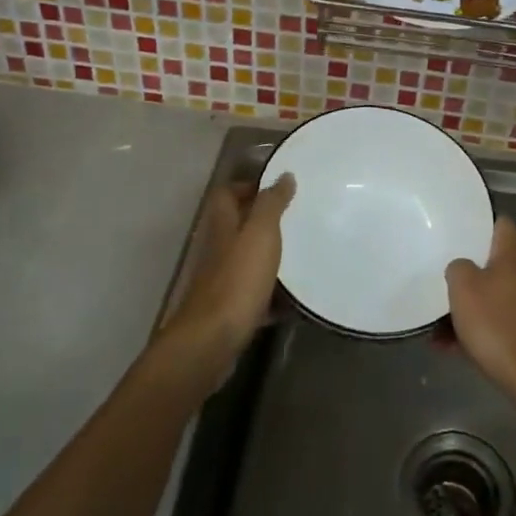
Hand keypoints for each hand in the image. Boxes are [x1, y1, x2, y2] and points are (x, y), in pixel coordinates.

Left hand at [157, 173, 293, 379]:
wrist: (213, 339)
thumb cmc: (238, 279)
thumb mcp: (260, 233)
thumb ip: (271, 203)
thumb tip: (284, 176)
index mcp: (223, 226)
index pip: (227, 194)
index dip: (247, 186)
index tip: (278, 189)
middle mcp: (219, 249)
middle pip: (238, 227)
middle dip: (265, 222)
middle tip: (297, 220)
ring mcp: (223, 281)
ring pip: (247, 260)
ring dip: (270, 257)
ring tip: (302, 255)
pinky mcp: (231, 310)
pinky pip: (256, 295)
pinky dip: (274, 295)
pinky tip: (295, 299)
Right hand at [444, 217, 515, 407]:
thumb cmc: (498, 325)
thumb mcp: (463, 289)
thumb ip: (457, 268)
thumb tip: (462, 268)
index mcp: (515, 254)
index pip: (499, 223)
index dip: (478, 223)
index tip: (455, 233)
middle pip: (494, 263)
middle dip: (467, 275)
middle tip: (442, 284)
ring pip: (495, 297)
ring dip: (469, 309)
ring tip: (438, 330)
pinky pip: (502, 323)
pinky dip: (481, 331)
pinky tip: (454, 349)